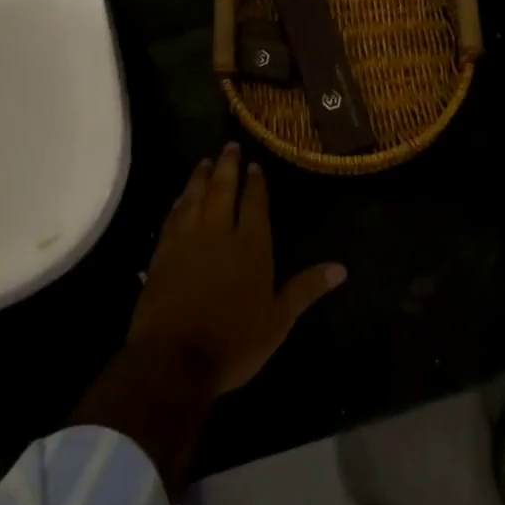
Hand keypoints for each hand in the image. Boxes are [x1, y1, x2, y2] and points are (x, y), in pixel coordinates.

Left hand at [129, 144, 346, 395]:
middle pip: (223, 189)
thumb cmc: (234, 342)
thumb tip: (341, 268)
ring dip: (201, 177)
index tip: (254, 164)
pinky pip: (173, 216)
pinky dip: (179, 202)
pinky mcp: (163, 252)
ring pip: (196, 196)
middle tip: (228, 146)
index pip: (255, 203)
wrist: (174, 358)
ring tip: (205, 162)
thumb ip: (306, 289)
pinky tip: (181, 197)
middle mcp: (219, 231)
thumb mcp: (279, 320)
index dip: (256, 182)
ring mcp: (188, 239)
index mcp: (251, 245)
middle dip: (227, 166)